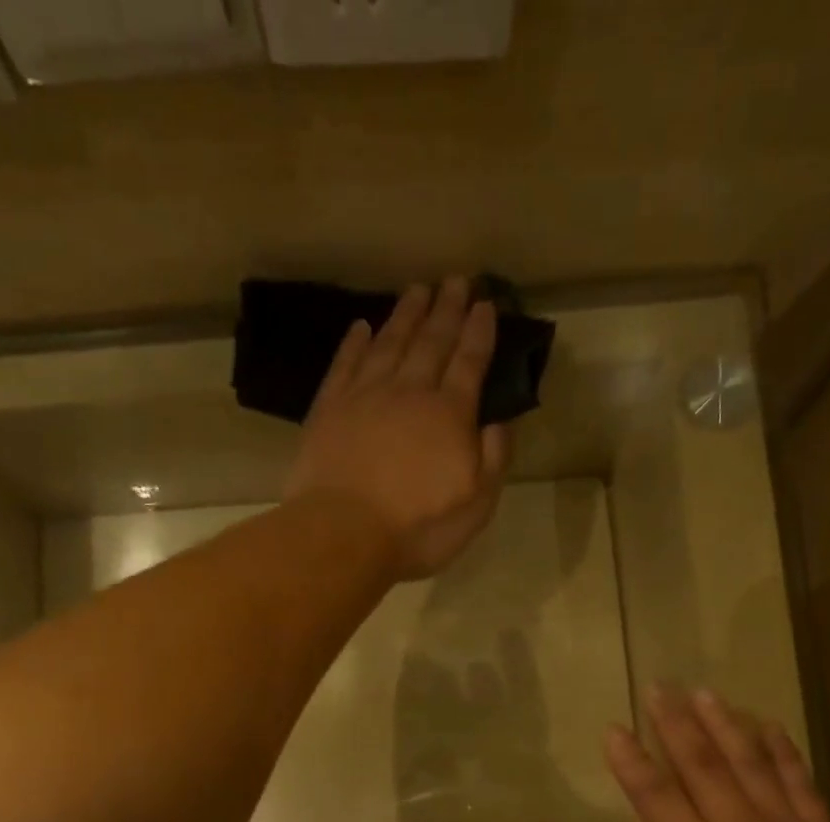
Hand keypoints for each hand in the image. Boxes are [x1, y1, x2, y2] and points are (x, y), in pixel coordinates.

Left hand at [288, 277, 510, 580]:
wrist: (344, 533)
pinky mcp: (329, 408)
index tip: (486, 304)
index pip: (469, 362)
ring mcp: (365, 396)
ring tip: (417, 289)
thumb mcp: (476, 505)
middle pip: (431, 341)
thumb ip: (493, 460)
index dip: (479, 332)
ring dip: (405, 315)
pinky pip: (345, 364)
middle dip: (446, 309)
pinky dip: (354, 342)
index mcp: (450, 414)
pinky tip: (361, 327)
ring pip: (389, 342)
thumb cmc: (417, 527)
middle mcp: (409, 391)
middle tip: (455, 280)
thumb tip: (500, 423)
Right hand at [604, 685, 829, 821]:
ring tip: (704, 694)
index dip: (630, 759)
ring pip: (749, 763)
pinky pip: (799, 783)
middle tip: (659, 689)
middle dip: (675, 723)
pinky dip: (783, 752)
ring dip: (724, 724)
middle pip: (700, 764)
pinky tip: (768, 726)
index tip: (615, 729)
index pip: (653, 793)